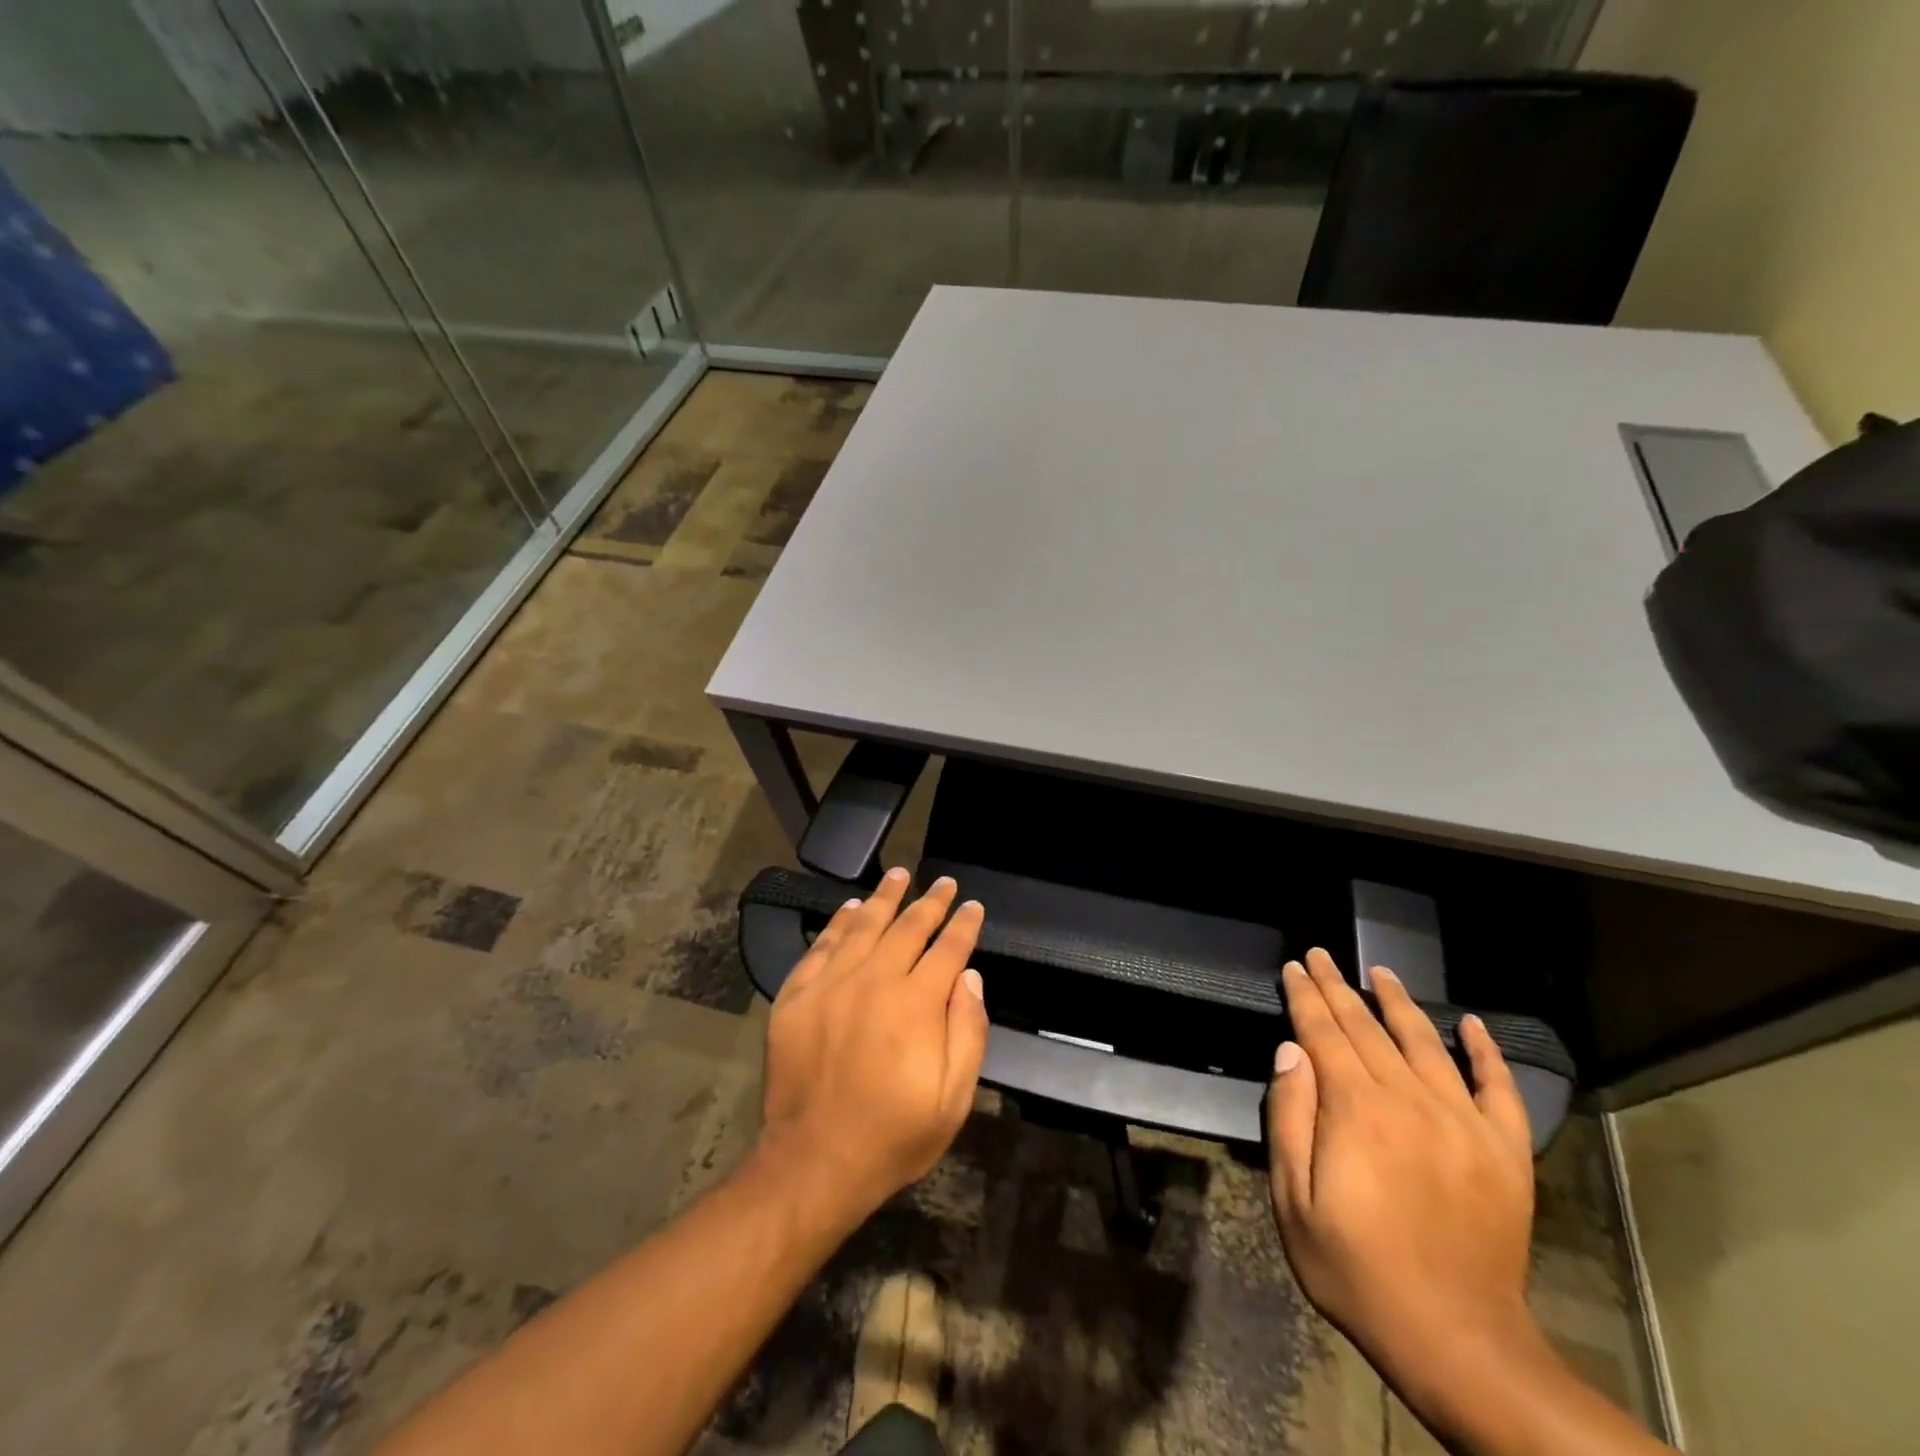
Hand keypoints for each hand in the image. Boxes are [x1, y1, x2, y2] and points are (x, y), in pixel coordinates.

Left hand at [758, 868, 988, 1223]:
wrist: (812, 1162)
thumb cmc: (892, 1135)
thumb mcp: (952, 1100)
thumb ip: (967, 1031)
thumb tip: (970, 976)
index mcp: (916, 1004)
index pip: (948, 949)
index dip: (963, 924)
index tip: (972, 906)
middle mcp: (874, 981)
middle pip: (908, 927)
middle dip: (930, 902)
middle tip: (943, 882)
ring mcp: (831, 984)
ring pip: (864, 926)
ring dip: (885, 898)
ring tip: (899, 874)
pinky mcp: (797, 995)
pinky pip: (822, 945)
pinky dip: (839, 922)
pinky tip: (850, 908)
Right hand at [1266, 949, 1537, 1409]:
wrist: (1457, 1340)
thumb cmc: (1356, 1269)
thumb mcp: (1293, 1200)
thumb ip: (1290, 1117)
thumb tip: (1291, 1050)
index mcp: (1356, 1109)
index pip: (1323, 1033)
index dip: (1305, 996)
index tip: (1294, 966)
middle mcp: (1409, 1100)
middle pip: (1366, 1028)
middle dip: (1338, 988)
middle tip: (1322, 955)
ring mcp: (1463, 1122)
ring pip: (1425, 1043)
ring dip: (1398, 1003)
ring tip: (1380, 972)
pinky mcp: (1505, 1150)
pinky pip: (1497, 1088)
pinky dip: (1485, 1052)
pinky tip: (1471, 1025)